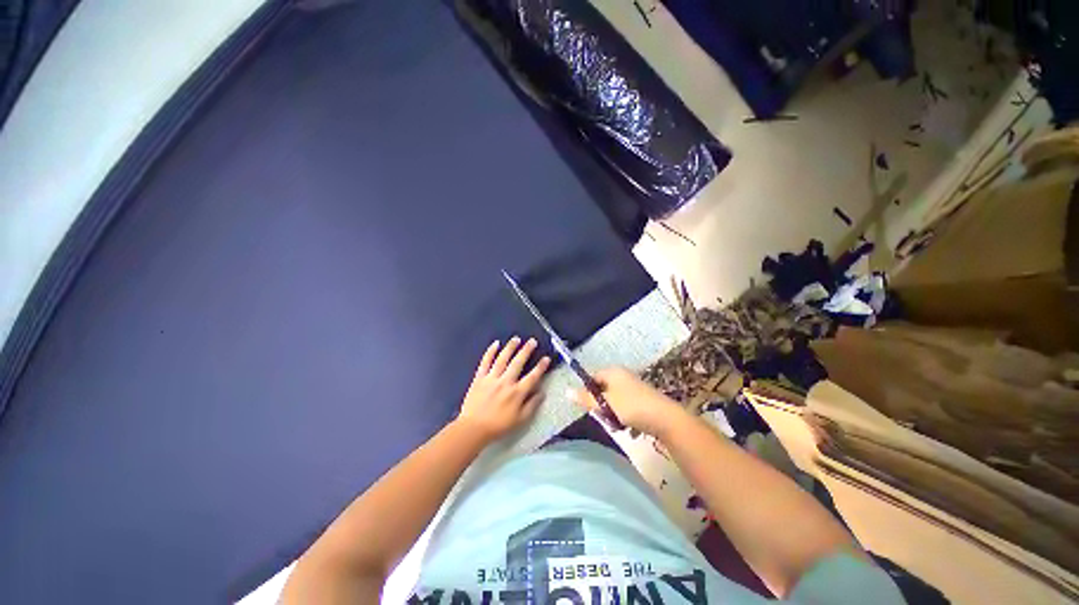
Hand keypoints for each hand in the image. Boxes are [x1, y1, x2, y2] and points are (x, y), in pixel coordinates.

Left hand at [457, 337, 550, 441]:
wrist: (473, 428)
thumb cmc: (498, 426)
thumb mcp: (520, 420)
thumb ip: (532, 405)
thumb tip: (541, 393)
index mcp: (517, 393)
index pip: (532, 376)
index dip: (541, 367)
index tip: (546, 358)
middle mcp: (505, 382)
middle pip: (518, 363)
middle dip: (526, 350)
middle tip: (532, 341)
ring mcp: (491, 378)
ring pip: (502, 359)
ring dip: (510, 347)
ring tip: (516, 339)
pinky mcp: (479, 378)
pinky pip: (485, 362)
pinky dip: (490, 352)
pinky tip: (495, 344)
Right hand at [570, 367, 684, 436]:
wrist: (666, 419)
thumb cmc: (631, 407)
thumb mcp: (605, 404)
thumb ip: (586, 398)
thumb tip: (566, 391)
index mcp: (613, 372)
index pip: (593, 377)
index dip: (588, 391)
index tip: (589, 406)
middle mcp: (624, 376)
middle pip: (604, 389)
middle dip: (602, 405)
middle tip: (604, 417)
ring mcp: (635, 387)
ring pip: (615, 400)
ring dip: (614, 413)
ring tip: (618, 425)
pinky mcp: (644, 399)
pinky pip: (628, 407)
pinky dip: (626, 417)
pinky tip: (630, 428)